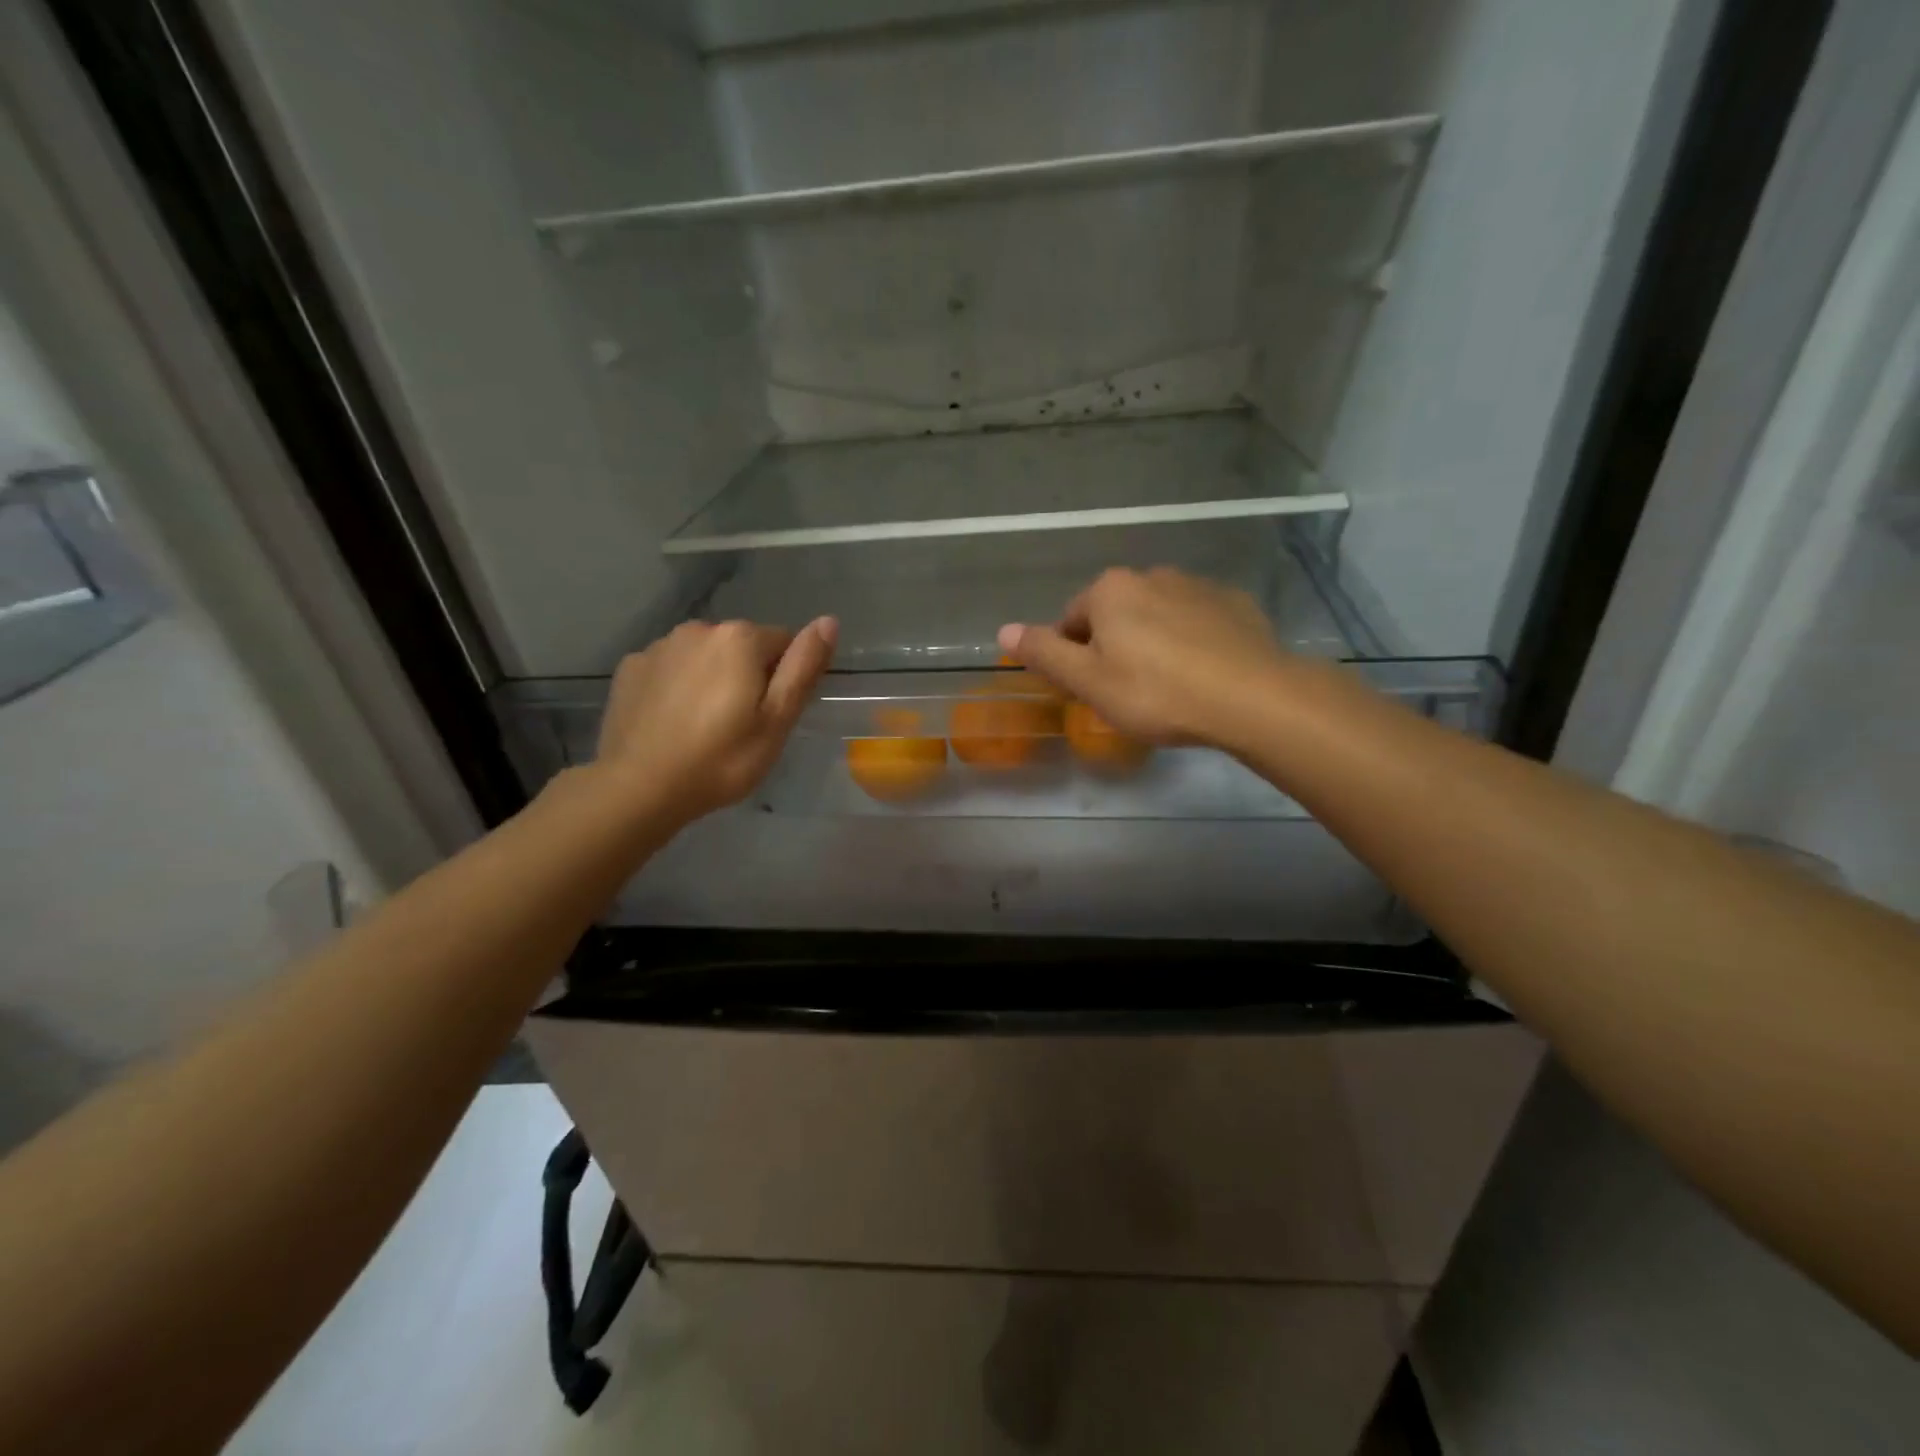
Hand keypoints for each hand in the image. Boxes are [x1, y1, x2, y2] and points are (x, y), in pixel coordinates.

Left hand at [593, 616, 836, 824]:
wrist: (639, 787)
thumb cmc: (722, 758)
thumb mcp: (777, 720)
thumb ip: (803, 667)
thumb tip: (829, 620)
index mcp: (740, 638)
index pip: (783, 643)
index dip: (783, 680)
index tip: (770, 716)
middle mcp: (699, 629)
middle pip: (741, 647)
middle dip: (746, 675)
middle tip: (740, 726)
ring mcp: (659, 647)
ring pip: (703, 656)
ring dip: (710, 678)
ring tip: (703, 726)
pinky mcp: (630, 668)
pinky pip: (669, 669)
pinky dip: (676, 687)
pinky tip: (671, 722)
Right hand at [997, 568, 1292, 750]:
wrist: (1251, 697)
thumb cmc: (1156, 692)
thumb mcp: (1088, 681)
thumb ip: (1044, 653)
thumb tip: (1003, 630)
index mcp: (1110, 590)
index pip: (1071, 621)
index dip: (1074, 658)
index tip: (1091, 691)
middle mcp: (1151, 575)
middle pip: (1115, 615)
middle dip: (1114, 647)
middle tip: (1127, 693)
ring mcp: (1197, 586)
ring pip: (1157, 616)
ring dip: (1153, 642)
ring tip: (1168, 687)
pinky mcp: (1234, 604)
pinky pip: (1198, 621)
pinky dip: (1192, 642)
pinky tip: (1203, 675)